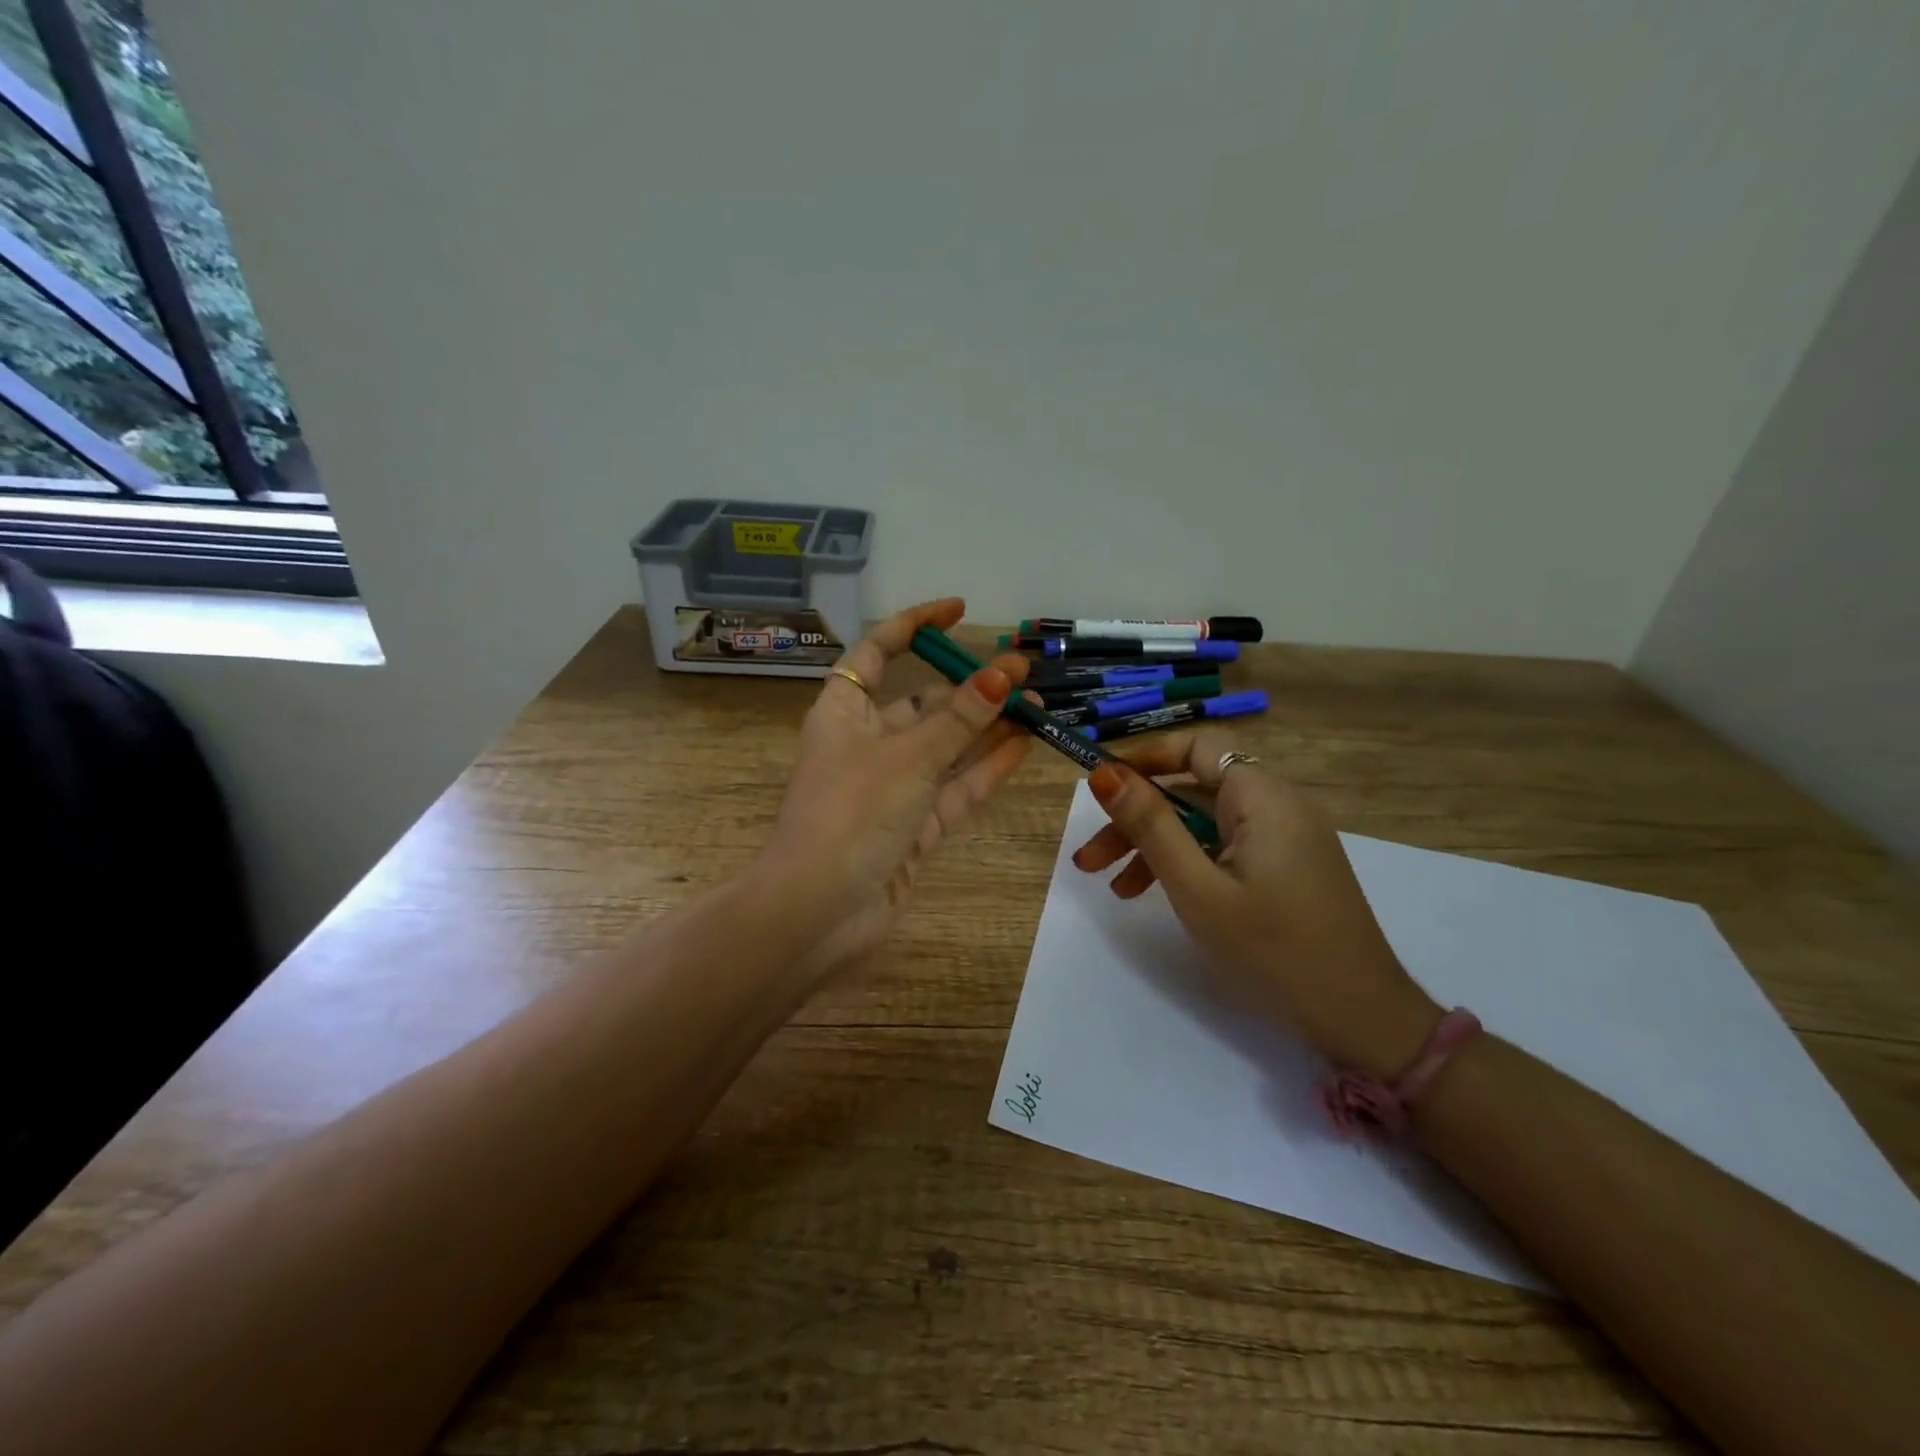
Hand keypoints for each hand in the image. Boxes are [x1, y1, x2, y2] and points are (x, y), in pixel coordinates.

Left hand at [759, 598, 1033, 985]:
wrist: (817, 912)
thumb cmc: (852, 813)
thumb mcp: (910, 755)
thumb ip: (962, 717)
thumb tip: (1006, 671)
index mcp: (844, 712)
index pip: (877, 652)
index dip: (915, 626)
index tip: (958, 611)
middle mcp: (865, 744)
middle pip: (921, 703)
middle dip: (969, 687)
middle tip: (1023, 672)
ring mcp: (890, 789)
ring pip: (944, 748)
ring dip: (986, 728)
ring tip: (1037, 704)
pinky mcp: (910, 828)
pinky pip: (952, 790)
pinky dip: (984, 770)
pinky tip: (1023, 746)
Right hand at [1072, 730, 1439, 1077]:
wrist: (1361, 1019)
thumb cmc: (1273, 951)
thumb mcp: (1197, 888)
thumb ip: (1150, 825)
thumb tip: (1104, 773)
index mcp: (1262, 797)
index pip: (1196, 747)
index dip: (1145, 759)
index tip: (1100, 788)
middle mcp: (1278, 805)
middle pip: (1194, 790)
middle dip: (1137, 818)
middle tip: (1089, 859)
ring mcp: (1287, 838)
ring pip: (1206, 823)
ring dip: (1156, 846)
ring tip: (1114, 888)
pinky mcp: (1288, 867)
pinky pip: (1227, 847)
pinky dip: (1189, 862)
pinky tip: (1158, 895)